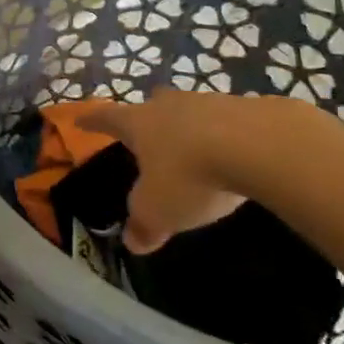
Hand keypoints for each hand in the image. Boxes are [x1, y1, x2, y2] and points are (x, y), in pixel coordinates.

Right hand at [80, 92, 288, 252]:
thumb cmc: (192, 175)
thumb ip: (144, 225)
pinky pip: (232, 121)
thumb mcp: (159, 210)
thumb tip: (133, 242)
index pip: (107, 118)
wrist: (262, 146)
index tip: (82, 119)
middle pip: (153, 105)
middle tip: (149, 132)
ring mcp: (211, 102)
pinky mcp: (252, 108)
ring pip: (193, 111)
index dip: (93, 121)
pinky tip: (241, 154)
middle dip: (149, 116)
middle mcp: (170, 105)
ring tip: (198, 149)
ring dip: (192, 127)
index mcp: (139, 123)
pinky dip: (230, 135)